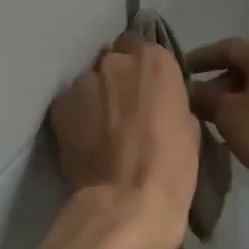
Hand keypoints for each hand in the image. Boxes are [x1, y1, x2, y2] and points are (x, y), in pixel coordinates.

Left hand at [47, 30, 199, 248]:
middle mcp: (117, 61)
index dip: (144, 69)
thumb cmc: (171, 167)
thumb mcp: (188, 126)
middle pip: (115, 60)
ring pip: (90, 81)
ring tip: (101, 129)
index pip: (144, 46)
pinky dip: (77, 116)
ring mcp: (84, 81)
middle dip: (118, 79)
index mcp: (155, 61)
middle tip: (124, 110)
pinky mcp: (60, 105)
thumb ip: (169, 100)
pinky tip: (84, 140)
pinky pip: (71, 103)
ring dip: (96, 97)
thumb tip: (156, 102)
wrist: (126, 202)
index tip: (146, 89)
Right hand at [186, 38, 248, 195]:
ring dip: (238, 100)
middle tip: (199, 104)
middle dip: (218, 84)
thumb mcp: (230, 116)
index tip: (180, 71)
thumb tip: (191, 91)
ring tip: (221, 122)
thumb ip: (206, 100)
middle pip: (244, 67)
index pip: (225, 47)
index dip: (200, 58)